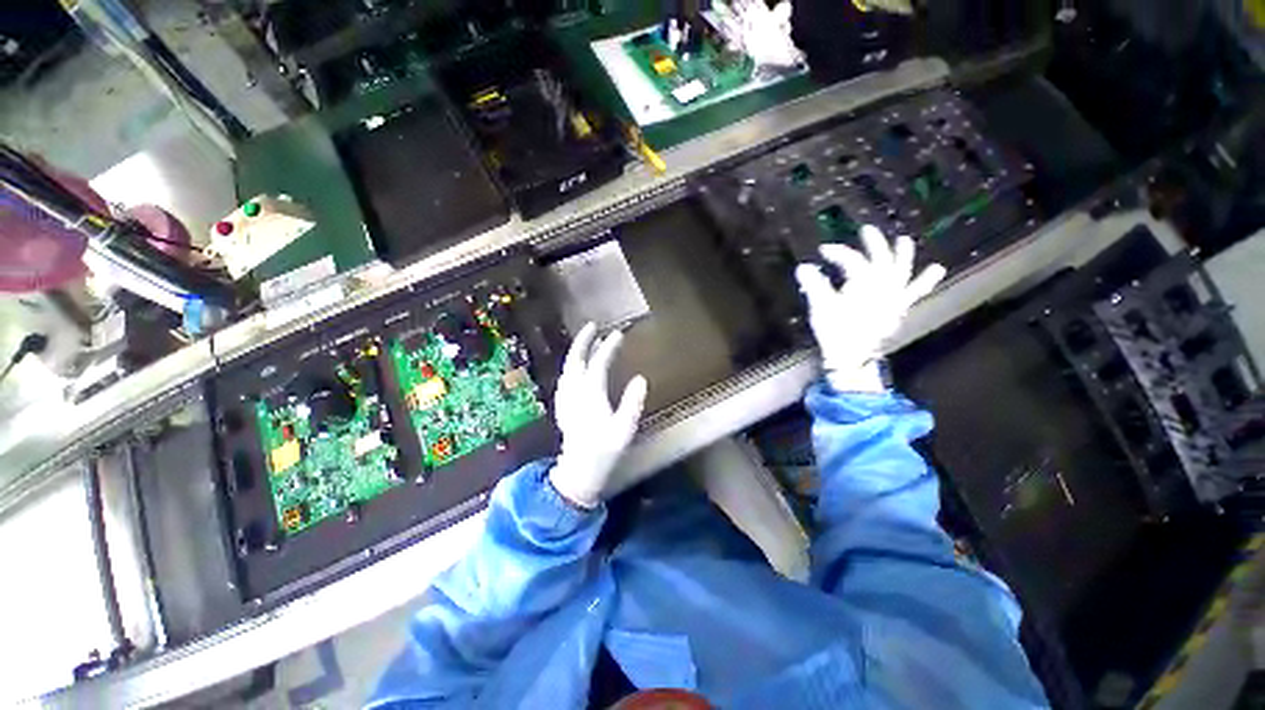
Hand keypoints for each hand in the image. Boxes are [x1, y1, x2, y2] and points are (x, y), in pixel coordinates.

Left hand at [549, 323, 647, 508]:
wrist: (579, 471)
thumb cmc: (604, 451)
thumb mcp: (624, 429)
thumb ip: (632, 402)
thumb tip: (640, 379)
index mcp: (590, 395)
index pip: (599, 363)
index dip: (609, 347)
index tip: (619, 334)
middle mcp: (574, 392)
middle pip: (575, 359)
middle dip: (583, 341)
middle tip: (592, 326)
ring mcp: (566, 398)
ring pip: (568, 367)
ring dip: (577, 351)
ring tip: (588, 342)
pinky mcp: (563, 405)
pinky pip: (565, 377)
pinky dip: (572, 365)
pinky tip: (577, 367)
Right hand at [795, 226, 945, 392]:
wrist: (852, 355)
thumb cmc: (835, 330)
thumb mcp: (820, 306)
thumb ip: (814, 284)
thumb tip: (803, 267)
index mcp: (863, 281)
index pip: (851, 259)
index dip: (837, 252)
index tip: (823, 250)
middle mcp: (883, 284)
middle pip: (880, 258)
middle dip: (874, 243)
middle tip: (867, 230)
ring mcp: (894, 295)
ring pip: (902, 270)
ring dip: (904, 254)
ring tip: (904, 240)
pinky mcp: (898, 307)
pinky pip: (915, 292)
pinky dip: (925, 281)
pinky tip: (936, 270)